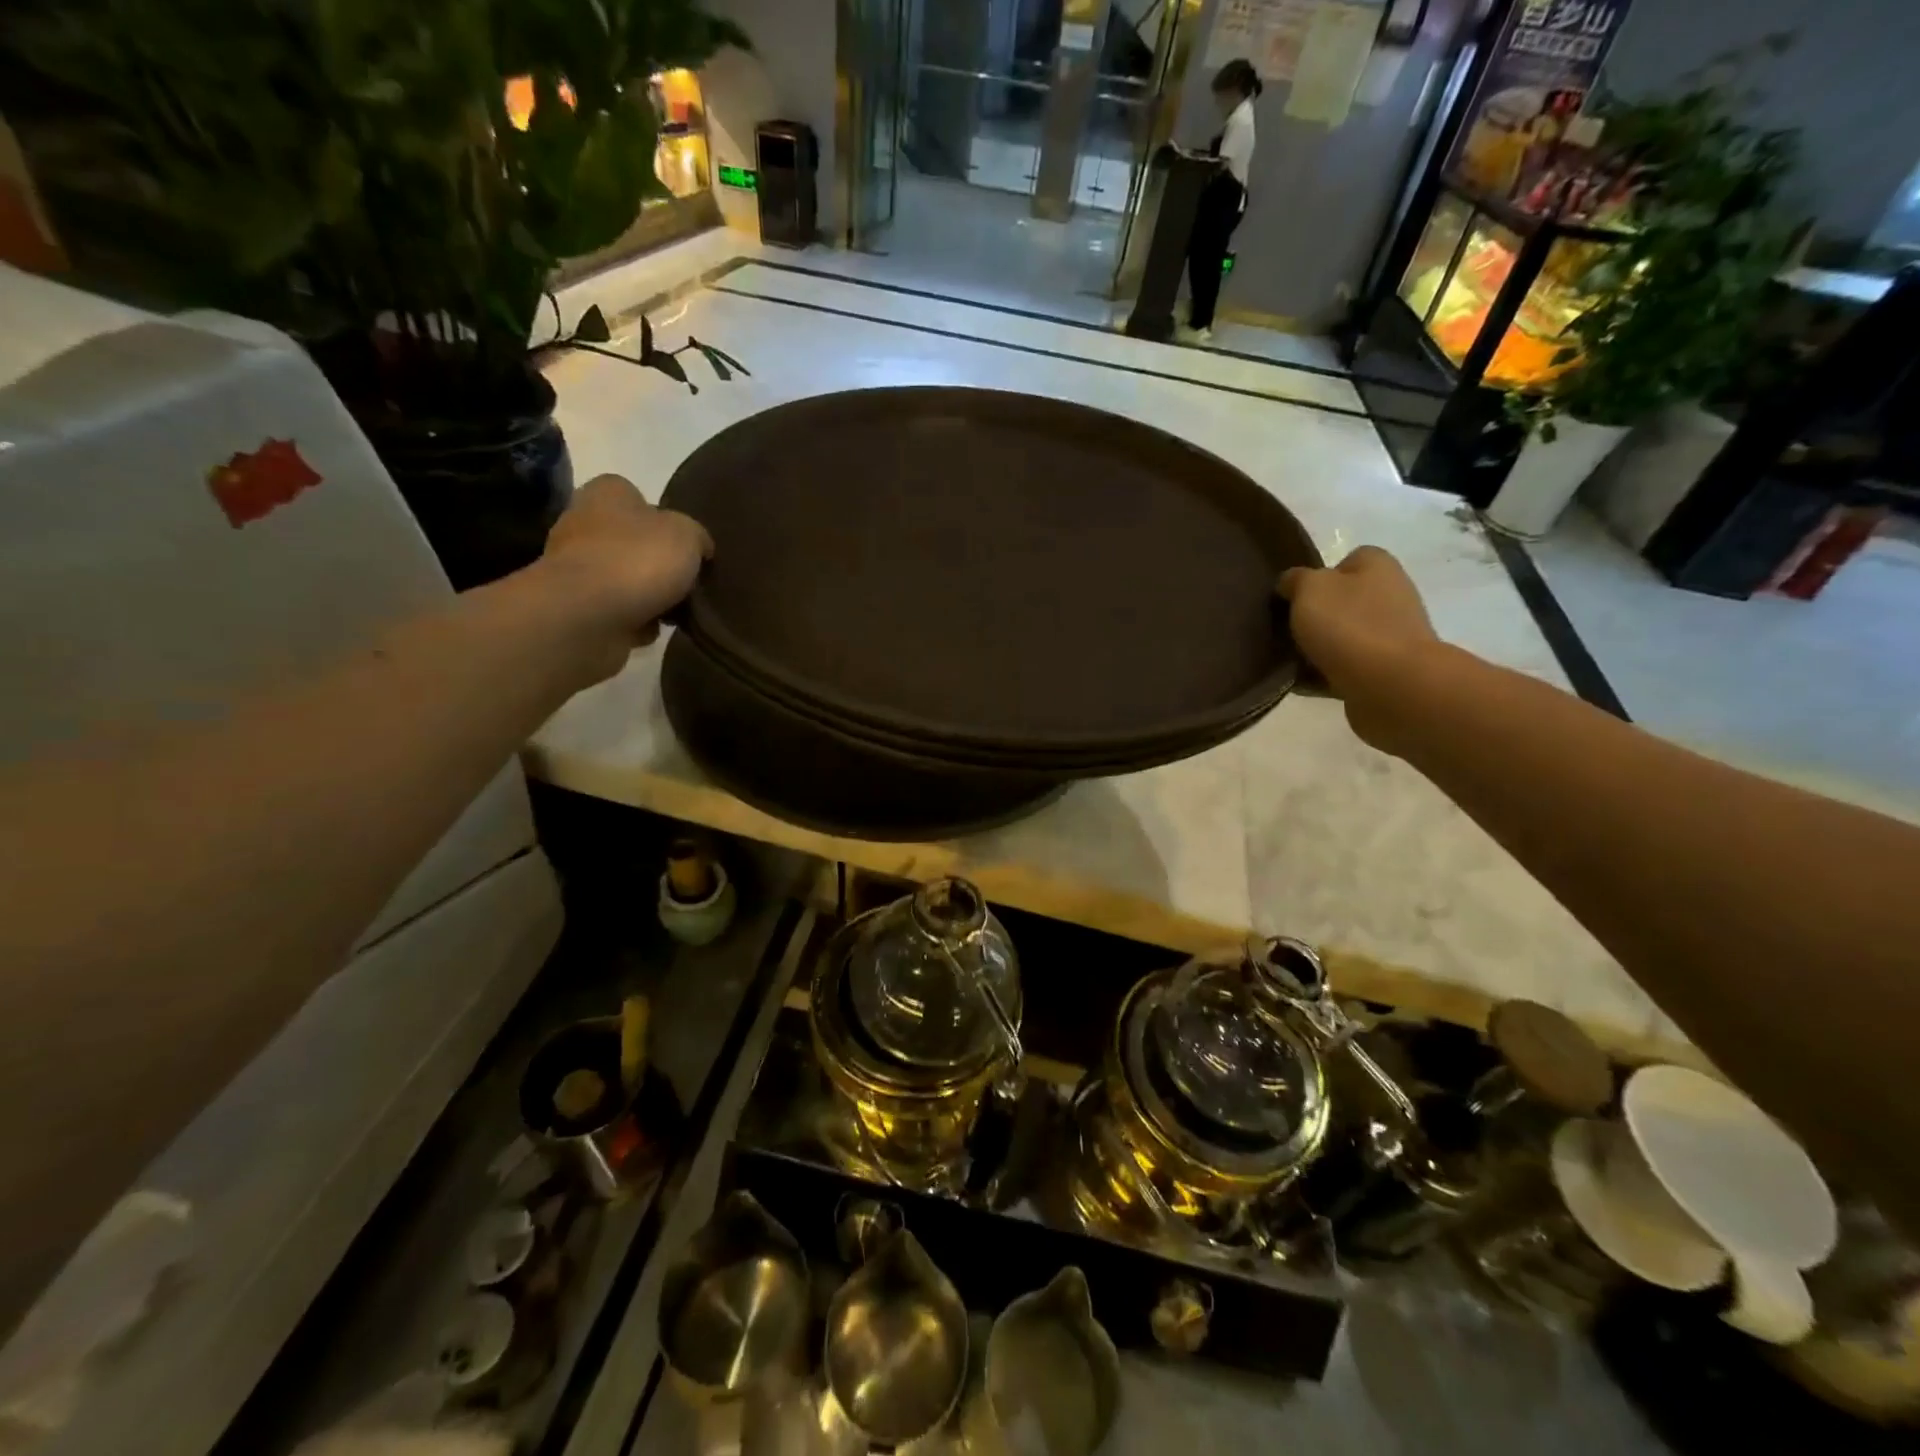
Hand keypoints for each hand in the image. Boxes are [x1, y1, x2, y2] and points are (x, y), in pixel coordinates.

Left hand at [541, 473, 711, 667]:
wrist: (586, 616)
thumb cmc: (637, 560)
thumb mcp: (687, 535)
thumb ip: (697, 536)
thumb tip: (699, 547)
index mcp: (607, 494)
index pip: (636, 495)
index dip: (665, 518)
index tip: (687, 544)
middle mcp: (583, 522)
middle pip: (632, 540)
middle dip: (657, 561)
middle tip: (688, 580)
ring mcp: (576, 566)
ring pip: (625, 577)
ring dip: (649, 594)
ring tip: (676, 611)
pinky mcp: (576, 605)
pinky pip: (617, 609)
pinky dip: (636, 620)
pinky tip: (653, 628)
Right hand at [1277, 546, 1437, 751]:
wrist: (1392, 686)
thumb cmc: (1350, 626)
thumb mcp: (1310, 589)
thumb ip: (1295, 579)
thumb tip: (1291, 583)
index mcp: (1378, 566)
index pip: (1347, 560)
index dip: (1318, 575)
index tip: (1293, 596)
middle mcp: (1391, 595)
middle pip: (1343, 601)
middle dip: (1315, 615)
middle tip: (1284, 629)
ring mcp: (1390, 636)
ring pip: (1342, 636)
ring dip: (1317, 647)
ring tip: (1286, 660)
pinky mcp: (1385, 671)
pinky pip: (1344, 668)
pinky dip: (1323, 675)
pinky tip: (1301, 683)